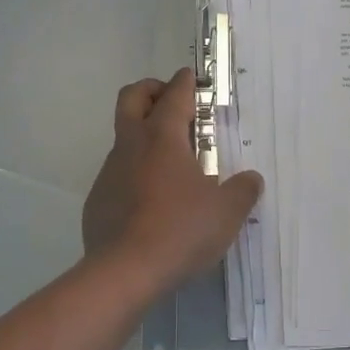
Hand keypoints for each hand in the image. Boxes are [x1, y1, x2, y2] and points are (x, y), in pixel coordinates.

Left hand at [83, 68, 264, 285]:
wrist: (123, 273)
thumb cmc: (179, 232)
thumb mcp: (226, 213)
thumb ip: (242, 191)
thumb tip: (252, 179)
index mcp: (162, 139)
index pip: (174, 95)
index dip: (185, 82)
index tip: (191, 76)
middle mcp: (131, 146)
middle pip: (131, 98)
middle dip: (151, 90)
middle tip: (171, 102)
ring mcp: (109, 172)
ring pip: (123, 138)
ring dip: (143, 136)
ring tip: (171, 162)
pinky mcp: (98, 200)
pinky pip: (116, 174)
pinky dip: (134, 173)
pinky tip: (151, 201)